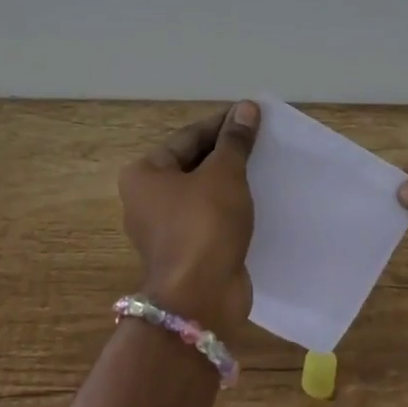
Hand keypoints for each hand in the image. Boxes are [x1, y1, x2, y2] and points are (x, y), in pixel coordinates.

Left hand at [117, 101, 260, 335]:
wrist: (201, 298)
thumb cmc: (204, 225)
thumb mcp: (224, 174)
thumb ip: (235, 141)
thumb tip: (246, 108)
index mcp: (143, 174)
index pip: (188, 137)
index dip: (221, 124)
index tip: (251, 115)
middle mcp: (146, 199)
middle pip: (192, 164)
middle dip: (226, 153)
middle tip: (261, 139)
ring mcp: (163, 229)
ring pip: (201, 193)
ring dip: (229, 181)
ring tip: (263, 166)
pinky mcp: (184, 251)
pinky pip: (208, 218)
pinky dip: (229, 208)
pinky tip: (256, 200)